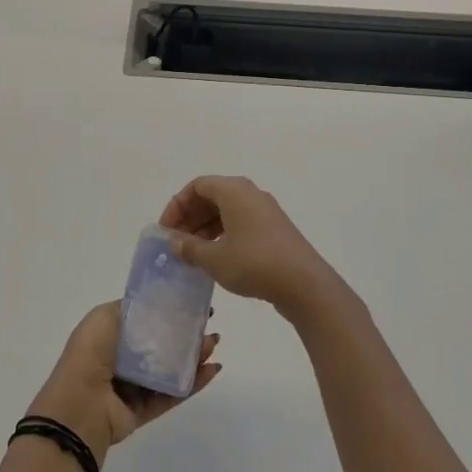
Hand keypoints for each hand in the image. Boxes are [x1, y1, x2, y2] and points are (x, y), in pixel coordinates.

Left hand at [29, 300, 221, 460]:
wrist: (81, 404)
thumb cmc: (90, 354)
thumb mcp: (104, 316)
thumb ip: (129, 308)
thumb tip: (152, 305)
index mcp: (108, 336)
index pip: (143, 321)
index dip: (167, 312)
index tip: (191, 304)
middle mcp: (120, 360)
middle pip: (161, 345)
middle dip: (185, 335)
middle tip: (209, 325)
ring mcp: (133, 387)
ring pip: (170, 370)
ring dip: (193, 357)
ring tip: (214, 344)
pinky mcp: (144, 410)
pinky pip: (173, 394)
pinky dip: (193, 383)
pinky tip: (212, 369)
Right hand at [159, 175, 348, 322]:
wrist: (305, 284)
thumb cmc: (254, 263)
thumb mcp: (214, 258)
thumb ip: (189, 248)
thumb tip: (174, 242)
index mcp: (234, 191)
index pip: (196, 186)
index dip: (177, 206)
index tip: (166, 231)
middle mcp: (250, 194)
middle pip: (211, 197)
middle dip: (190, 218)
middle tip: (176, 243)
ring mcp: (265, 211)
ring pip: (226, 211)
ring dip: (205, 229)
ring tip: (192, 254)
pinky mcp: (274, 229)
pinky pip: (240, 223)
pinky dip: (223, 235)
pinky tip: (215, 258)